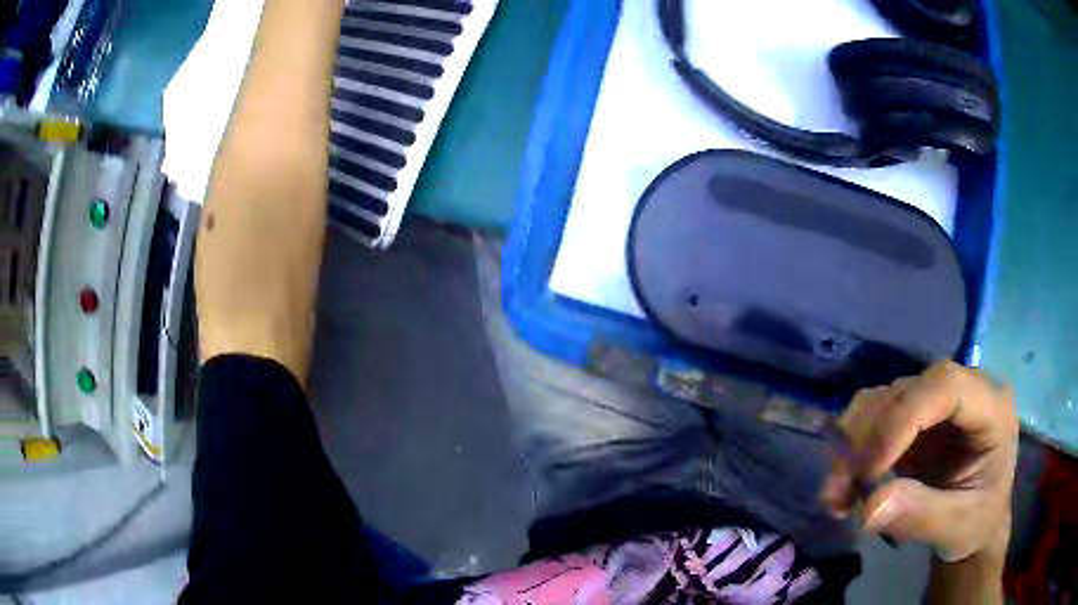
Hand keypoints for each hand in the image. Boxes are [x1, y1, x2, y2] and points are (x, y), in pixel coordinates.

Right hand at [820, 361, 1017, 561]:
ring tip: (837, 496)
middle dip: (867, 440)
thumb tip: (868, 508)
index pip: (945, 386)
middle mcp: (963, 389)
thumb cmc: (978, 523)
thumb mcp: (958, 527)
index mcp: (991, 407)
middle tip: (838, 495)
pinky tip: (846, 483)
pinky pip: (873, 415)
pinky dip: (851, 449)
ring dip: (851, 446)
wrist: (977, 524)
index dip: (903, 419)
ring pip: (882, 398)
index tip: (868, 473)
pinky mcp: (914, 415)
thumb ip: (922, 516)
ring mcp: (936, 400)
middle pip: (906, 391)